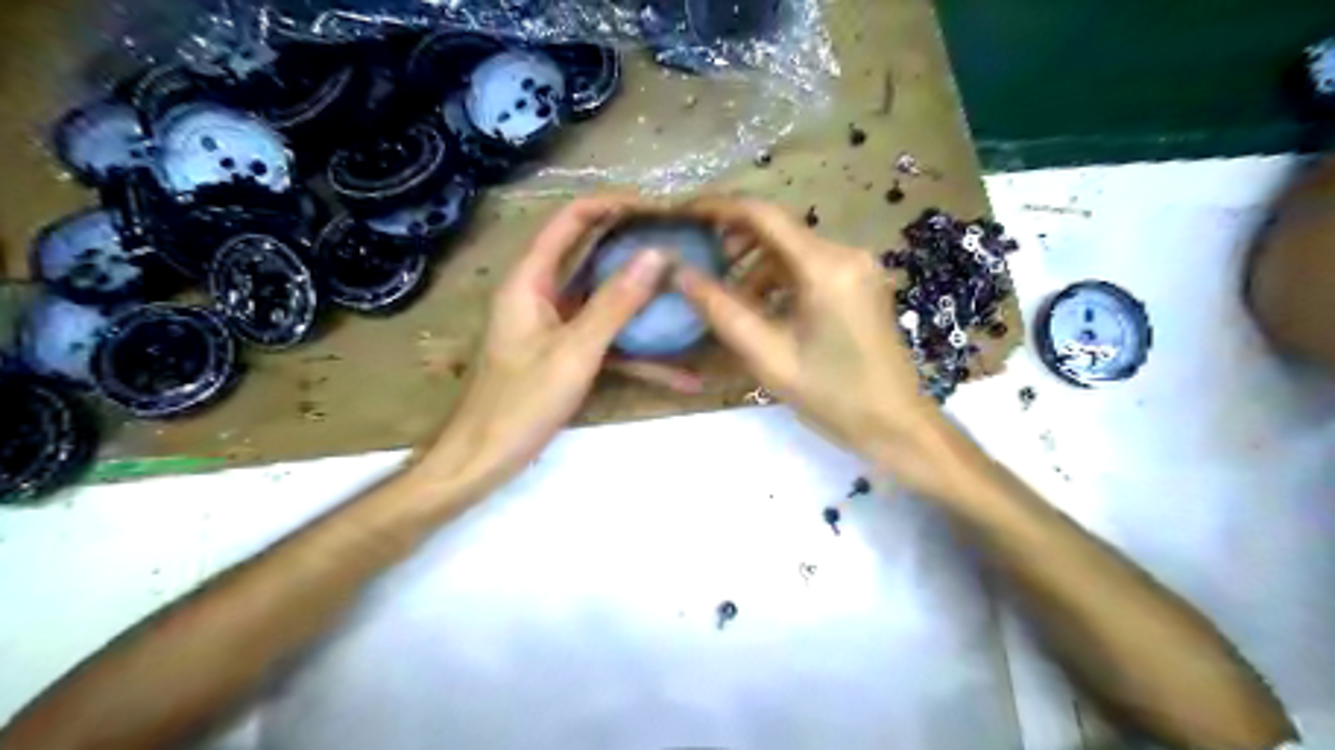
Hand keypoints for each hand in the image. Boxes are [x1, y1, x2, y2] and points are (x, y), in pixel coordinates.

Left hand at [416, 198, 672, 493]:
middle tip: (682, 243)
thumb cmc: (521, 403)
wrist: (485, 458)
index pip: (571, 221)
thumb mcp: (575, 351)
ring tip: (688, 291)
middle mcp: (542, 294)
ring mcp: (556, 326)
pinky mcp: (567, 354)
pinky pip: (608, 342)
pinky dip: (639, 353)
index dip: (613, 205)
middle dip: (635, 248)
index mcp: (530, 280)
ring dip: (644, 300)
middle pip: (591, 255)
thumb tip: (657, 254)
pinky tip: (682, 374)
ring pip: (605, 300)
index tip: (659, 210)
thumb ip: (616, 303)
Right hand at [680, 197, 971, 498]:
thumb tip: (679, 273)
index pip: (762, 215)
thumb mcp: (767, 356)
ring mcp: (857, 267)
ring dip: (755, 265)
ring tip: (725, 297)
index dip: (717, 208)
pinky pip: (809, 267)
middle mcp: (845, 253)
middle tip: (696, 261)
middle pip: (778, 229)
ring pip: (791, 249)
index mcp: (825, 267)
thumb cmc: (832, 396)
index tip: (682, 214)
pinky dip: (778, 279)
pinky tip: (761, 308)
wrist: (894, 424)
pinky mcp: (859, 283)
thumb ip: (721, 310)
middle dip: (733, 240)